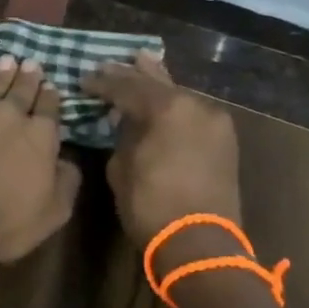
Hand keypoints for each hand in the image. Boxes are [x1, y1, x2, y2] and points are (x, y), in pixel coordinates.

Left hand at [0, 53, 81, 271]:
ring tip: (8, 59)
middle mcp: (11, 118)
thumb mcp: (54, 212)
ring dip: (2, 72)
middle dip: (29, 77)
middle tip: (31, 63)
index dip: (51, 97)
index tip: (51, 86)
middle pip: (22, 91)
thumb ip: (66, 181)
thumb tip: (68, 160)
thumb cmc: (5, 226)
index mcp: (41, 138)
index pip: (50, 109)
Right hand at [82, 51, 242, 243]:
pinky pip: (192, 112)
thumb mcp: (121, 167)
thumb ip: (123, 135)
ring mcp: (214, 122)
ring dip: (158, 84)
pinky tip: (163, 99)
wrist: (201, 245)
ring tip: (142, 63)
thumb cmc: (151, 205)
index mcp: (167, 109)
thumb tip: (126, 123)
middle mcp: (195, 106)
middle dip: (132, 74)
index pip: (127, 87)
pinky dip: (174, 105)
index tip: (84, 79)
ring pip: (179, 95)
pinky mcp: (224, 141)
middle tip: (110, 63)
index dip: (102, 83)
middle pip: (157, 83)